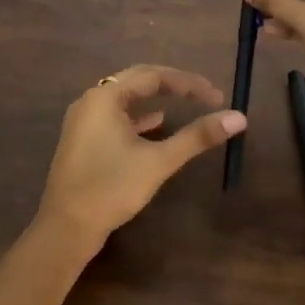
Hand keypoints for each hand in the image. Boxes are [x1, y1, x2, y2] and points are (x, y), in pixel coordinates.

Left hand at [36, 64, 246, 250]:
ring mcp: (83, 121)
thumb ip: (197, 136)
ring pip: (126, 99)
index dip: (188, 83)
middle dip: (173, 85)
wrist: (66, 229)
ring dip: (156, 99)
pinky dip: (139, 117)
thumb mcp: (159, 161)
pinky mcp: (83, 140)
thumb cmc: (112, 188)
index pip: (153, 75)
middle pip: (138, 81)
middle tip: (204, 94)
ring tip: (185, 103)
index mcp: (105, 97)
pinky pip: (116, 116)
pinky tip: (157, 124)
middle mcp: (91, 101)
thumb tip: (238, 118)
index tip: (216, 95)